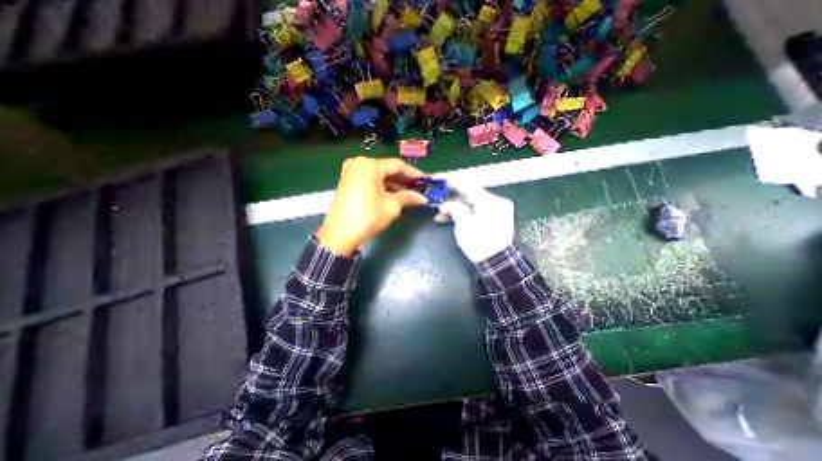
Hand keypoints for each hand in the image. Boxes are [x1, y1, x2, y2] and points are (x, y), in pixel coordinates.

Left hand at [316, 155, 426, 255]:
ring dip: (395, 184)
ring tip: (410, 194)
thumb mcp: (391, 206)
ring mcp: (352, 172)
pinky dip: (383, 187)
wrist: (340, 235)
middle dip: (404, 180)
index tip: (426, 181)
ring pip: (379, 176)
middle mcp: (359, 163)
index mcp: (369, 165)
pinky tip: (395, 195)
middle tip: (419, 188)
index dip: (414, 173)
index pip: (397, 165)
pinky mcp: (349, 182)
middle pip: (387, 169)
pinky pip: (371, 181)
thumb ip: (408, 197)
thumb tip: (422, 198)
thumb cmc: (368, 217)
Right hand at [440, 183, 511, 262]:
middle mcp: (496, 203)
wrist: (497, 262)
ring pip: (472, 205)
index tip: (441, 182)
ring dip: (456, 209)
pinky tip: (451, 219)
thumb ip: (453, 209)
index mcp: (490, 201)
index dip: (453, 184)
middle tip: (438, 199)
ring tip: (440, 214)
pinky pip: (477, 212)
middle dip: (452, 199)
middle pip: (470, 196)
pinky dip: (465, 215)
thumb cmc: (479, 242)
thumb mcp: (463, 224)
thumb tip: (445, 205)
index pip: (468, 187)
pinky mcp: (495, 220)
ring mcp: (497, 212)